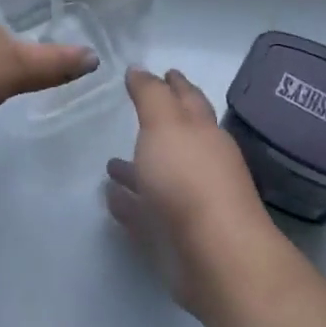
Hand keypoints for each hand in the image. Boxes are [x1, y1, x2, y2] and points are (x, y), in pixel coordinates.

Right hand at [105, 68, 279, 313]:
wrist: (215, 257)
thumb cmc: (189, 179)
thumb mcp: (165, 124)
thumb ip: (151, 95)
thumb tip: (141, 69)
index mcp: (203, 132)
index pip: (189, 99)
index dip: (176, 84)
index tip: (167, 71)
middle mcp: (200, 164)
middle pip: (177, 138)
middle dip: (159, 125)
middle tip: (137, 112)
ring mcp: (189, 203)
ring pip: (159, 179)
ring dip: (137, 169)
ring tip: (110, 163)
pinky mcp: (174, 239)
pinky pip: (146, 214)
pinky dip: (130, 204)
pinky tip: (111, 198)